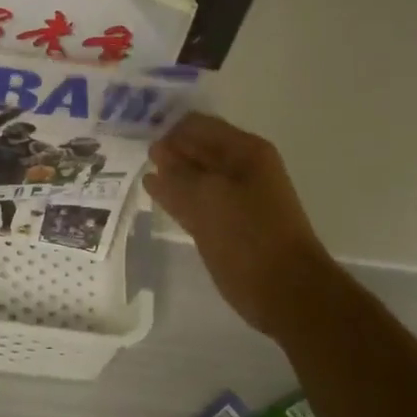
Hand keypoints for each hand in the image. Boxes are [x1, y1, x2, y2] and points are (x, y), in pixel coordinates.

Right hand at [145, 112, 334, 334]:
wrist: (286, 290)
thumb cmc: (249, 236)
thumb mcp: (208, 198)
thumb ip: (178, 173)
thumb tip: (157, 151)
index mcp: (244, 151)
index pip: (197, 126)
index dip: (168, 129)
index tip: (137, 138)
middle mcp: (240, 168)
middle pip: (196, 149)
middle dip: (168, 150)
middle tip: (130, 152)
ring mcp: (234, 197)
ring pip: (195, 177)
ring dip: (170, 174)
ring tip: (137, 171)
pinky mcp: (226, 224)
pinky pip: (196, 201)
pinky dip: (177, 197)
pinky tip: (154, 194)